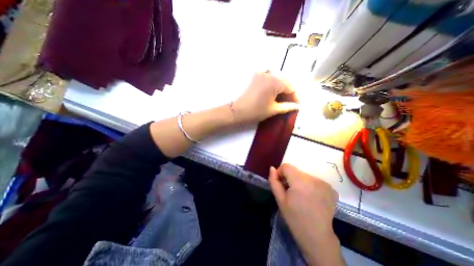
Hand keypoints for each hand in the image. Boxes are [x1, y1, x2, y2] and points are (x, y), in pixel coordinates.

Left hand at [234, 72, 298, 123]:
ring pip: (277, 80)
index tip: (297, 106)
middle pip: (284, 82)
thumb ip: (287, 106)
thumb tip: (297, 106)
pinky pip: (269, 80)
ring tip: (283, 101)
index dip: (295, 97)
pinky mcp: (255, 77)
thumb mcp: (273, 110)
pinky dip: (274, 87)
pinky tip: (274, 95)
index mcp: (275, 81)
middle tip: (290, 104)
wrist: (237, 111)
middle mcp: (269, 73)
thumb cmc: (256, 111)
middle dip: (288, 93)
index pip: (291, 88)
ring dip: (281, 90)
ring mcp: (261, 74)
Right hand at [268, 164, 343, 265]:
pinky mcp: (331, 188)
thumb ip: (274, 181)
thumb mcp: (280, 199)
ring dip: (300, 181)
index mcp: (300, 182)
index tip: (281, 184)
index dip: (281, 173)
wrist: (317, 237)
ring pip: (305, 175)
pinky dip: (310, 185)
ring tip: (301, 195)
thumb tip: (272, 168)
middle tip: (290, 192)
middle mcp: (314, 179)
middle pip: (296, 171)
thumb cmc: (294, 218)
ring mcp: (324, 183)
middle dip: (290, 178)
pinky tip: (311, 197)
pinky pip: (314, 180)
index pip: (287, 166)